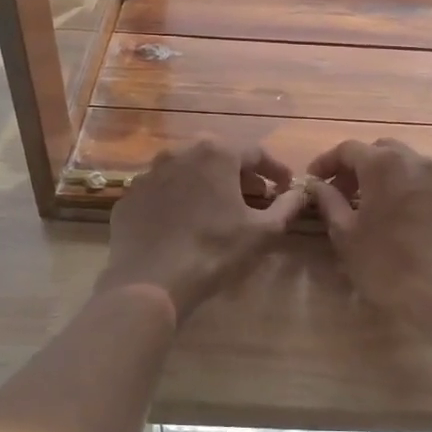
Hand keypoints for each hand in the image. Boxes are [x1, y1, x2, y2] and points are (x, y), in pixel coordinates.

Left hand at [96, 141, 305, 318]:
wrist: (150, 280)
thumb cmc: (213, 251)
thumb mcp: (262, 231)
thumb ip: (286, 207)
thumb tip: (300, 193)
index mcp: (216, 153)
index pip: (256, 153)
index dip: (275, 169)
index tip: (285, 186)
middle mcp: (181, 151)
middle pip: (220, 157)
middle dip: (241, 175)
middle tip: (255, 197)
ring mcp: (150, 172)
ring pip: (189, 171)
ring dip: (208, 184)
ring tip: (219, 209)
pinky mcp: (130, 194)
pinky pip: (163, 190)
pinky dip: (179, 199)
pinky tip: (185, 223)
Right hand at [305, 139, 431, 333]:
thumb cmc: (385, 262)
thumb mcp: (345, 233)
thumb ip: (328, 201)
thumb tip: (317, 185)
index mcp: (383, 164)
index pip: (348, 149)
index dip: (326, 162)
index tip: (312, 180)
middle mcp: (413, 161)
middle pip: (378, 151)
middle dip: (355, 166)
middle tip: (339, 191)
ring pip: (402, 163)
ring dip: (380, 175)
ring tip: (364, 203)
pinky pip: (419, 181)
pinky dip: (401, 187)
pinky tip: (392, 215)